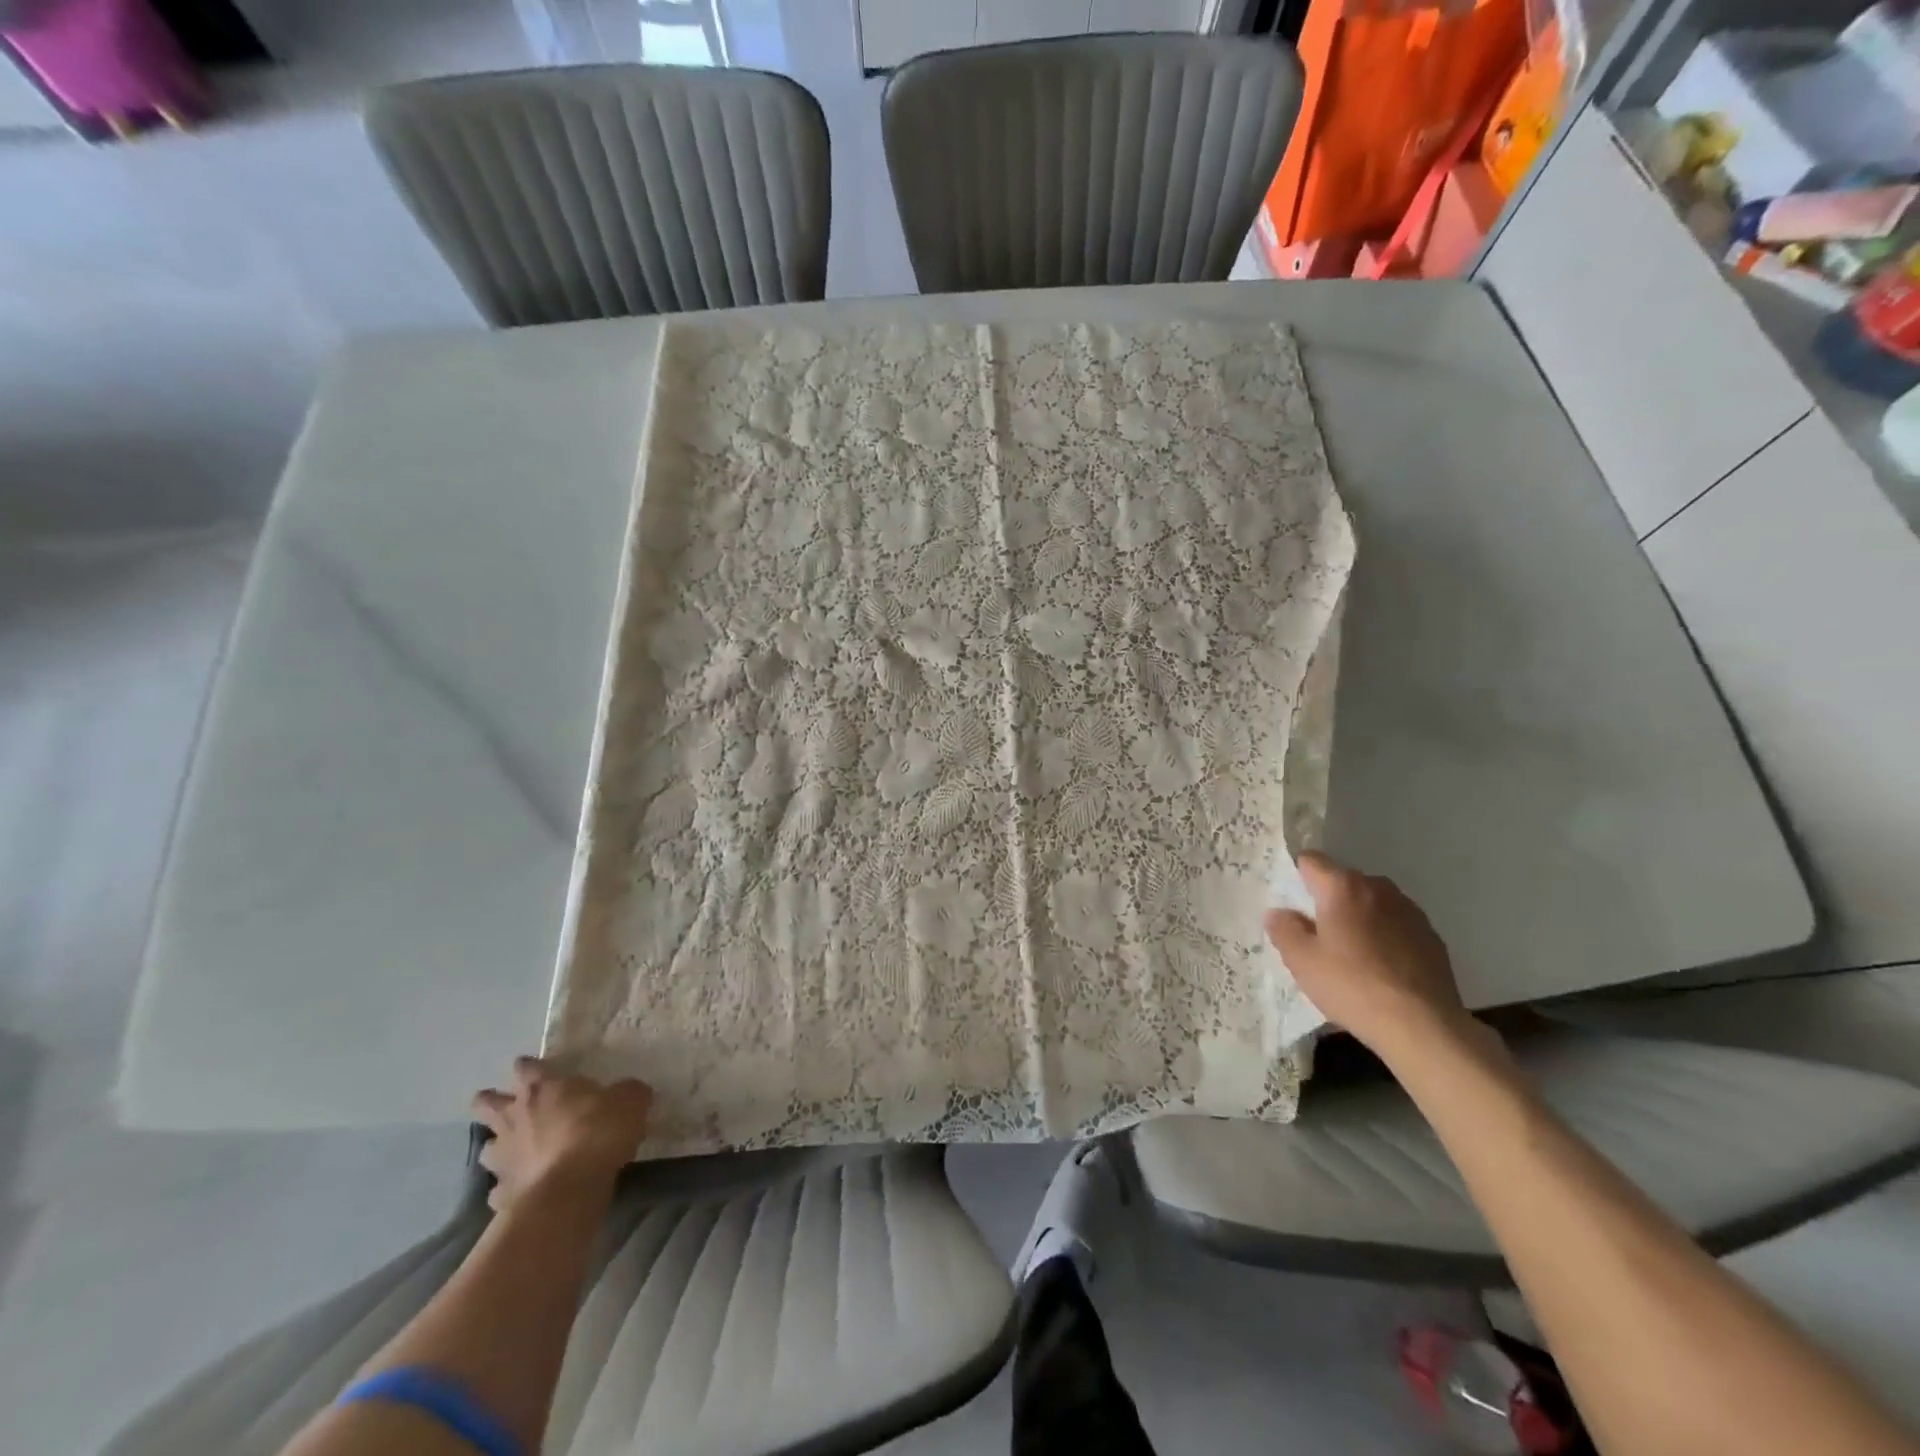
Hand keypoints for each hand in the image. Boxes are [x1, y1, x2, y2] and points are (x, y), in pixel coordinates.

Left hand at [471, 1057, 652, 1210]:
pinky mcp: (500, 1195)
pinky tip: (525, 1190)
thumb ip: (627, 1093)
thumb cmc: (597, 1132)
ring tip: (517, 1152)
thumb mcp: (630, 1101)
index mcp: (542, 1088)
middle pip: (486, 1103)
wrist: (569, 1191)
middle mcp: (514, 1118)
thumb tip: (629, 1092)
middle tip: (510, 1105)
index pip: (525, 1067)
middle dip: (492, 1102)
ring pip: (487, 1148)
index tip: (539, 1070)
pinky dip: (510, 1188)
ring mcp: (503, 1158)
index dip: (530, 1067)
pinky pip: (499, 1189)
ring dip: (499, 1147)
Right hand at [1265, 852, 1471, 1061]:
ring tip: (1353, 955)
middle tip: (1318, 936)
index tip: (1292, 905)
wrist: (1423, 1026)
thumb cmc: (1352, 986)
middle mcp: (1378, 888)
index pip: (1311, 860)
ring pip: (1372, 903)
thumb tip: (1280, 912)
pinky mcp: (1432, 937)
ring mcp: (1410, 911)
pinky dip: (1385, 936)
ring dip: (1359, 917)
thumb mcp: (1301, 960)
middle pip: (1343, 882)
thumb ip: (1283, 928)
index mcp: (1343, 887)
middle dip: (1328, 901)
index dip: (1296, 877)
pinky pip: (1396, 925)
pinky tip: (1382, 969)